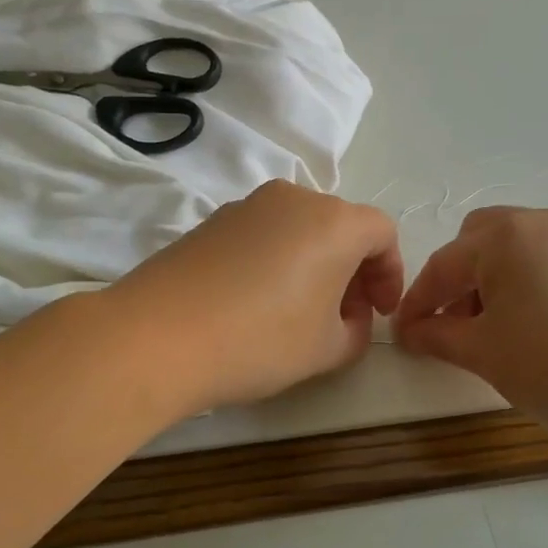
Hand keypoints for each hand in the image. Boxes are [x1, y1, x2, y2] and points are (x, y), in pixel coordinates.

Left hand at [108, 180, 403, 413]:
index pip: (382, 232)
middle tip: (345, 316)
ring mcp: (246, 205)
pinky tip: (256, 303)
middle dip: (352, 270)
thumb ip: (357, 331)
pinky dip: (276, 261)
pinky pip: (262, 235)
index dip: (390, 273)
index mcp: (333, 221)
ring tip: (300, 312)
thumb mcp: (327, 349)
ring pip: (299, 229)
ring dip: (313, 264)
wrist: (157, 336)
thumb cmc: (260, 340)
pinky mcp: (210, 222)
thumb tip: (349, 317)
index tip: (380, 312)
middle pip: (340, 226)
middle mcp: (292, 199)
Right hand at [393, 207, 547, 448]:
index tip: (403, 336)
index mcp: (506, 236)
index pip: (444, 265)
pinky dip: (532, 285)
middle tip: (455, 327)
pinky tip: (541, 328)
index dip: (417, 303)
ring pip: (520, 249)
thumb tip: (410, 331)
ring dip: (495, 281)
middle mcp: (545, 221)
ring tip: (499, 332)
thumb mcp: (485, 354)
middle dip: (458, 280)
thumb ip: (437, 335)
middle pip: (481, 241)